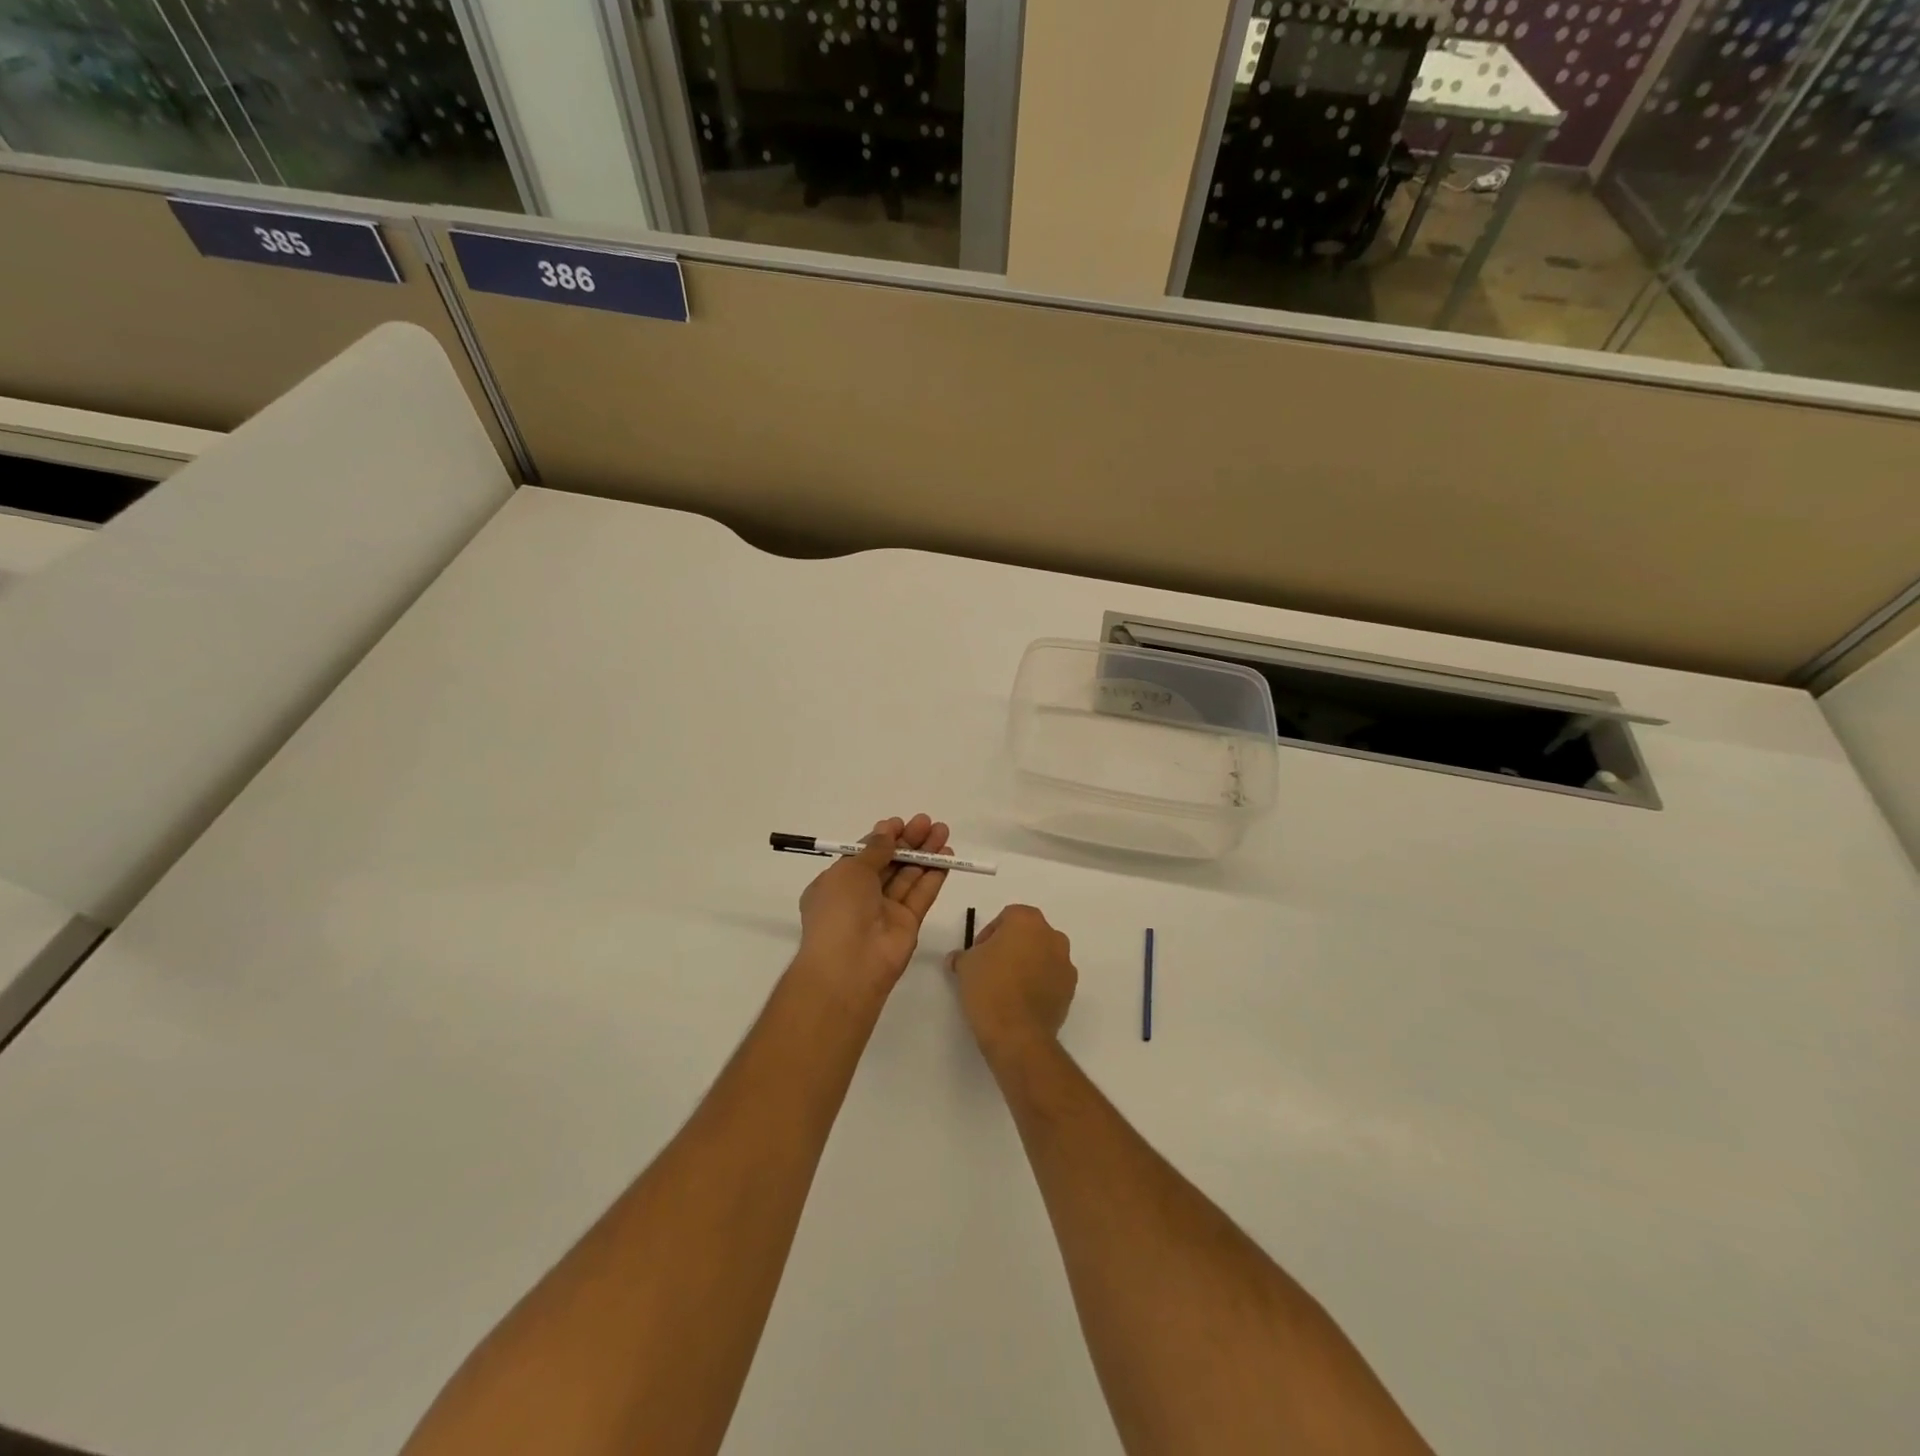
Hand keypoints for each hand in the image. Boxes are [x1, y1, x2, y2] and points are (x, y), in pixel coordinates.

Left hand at [794, 814, 951, 1011]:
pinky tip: (947, 856)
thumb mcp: (850, 870)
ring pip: (908, 876)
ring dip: (925, 854)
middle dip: (908, 842)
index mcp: (837, 884)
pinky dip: (934, 875)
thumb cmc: (839, 910)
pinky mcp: (908, 924)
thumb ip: (874, 850)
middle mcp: (860, 897)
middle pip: (889, 863)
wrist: (850, 965)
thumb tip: (886, 832)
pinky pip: (921, 895)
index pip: (863, 856)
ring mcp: (885, 911)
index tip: (900, 823)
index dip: (882, 838)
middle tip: (928, 822)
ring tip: (943, 831)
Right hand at [946, 905, 1076, 1061]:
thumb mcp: (965, 966)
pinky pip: (1052, 978)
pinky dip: (1040, 983)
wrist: (1017, 1034)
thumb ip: (962, 955)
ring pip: (1043, 955)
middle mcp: (1052, 936)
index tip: (979, 953)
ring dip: (1028, 964)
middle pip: (1029, 934)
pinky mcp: (1071, 989)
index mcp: (1027, 921)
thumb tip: (958, 958)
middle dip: (1012, 946)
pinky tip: (1022, 1002)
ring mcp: (1065, 963)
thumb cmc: (990, 988)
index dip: (990, 933)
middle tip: (992, 967)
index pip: (1007, 916)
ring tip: (1007, 987)